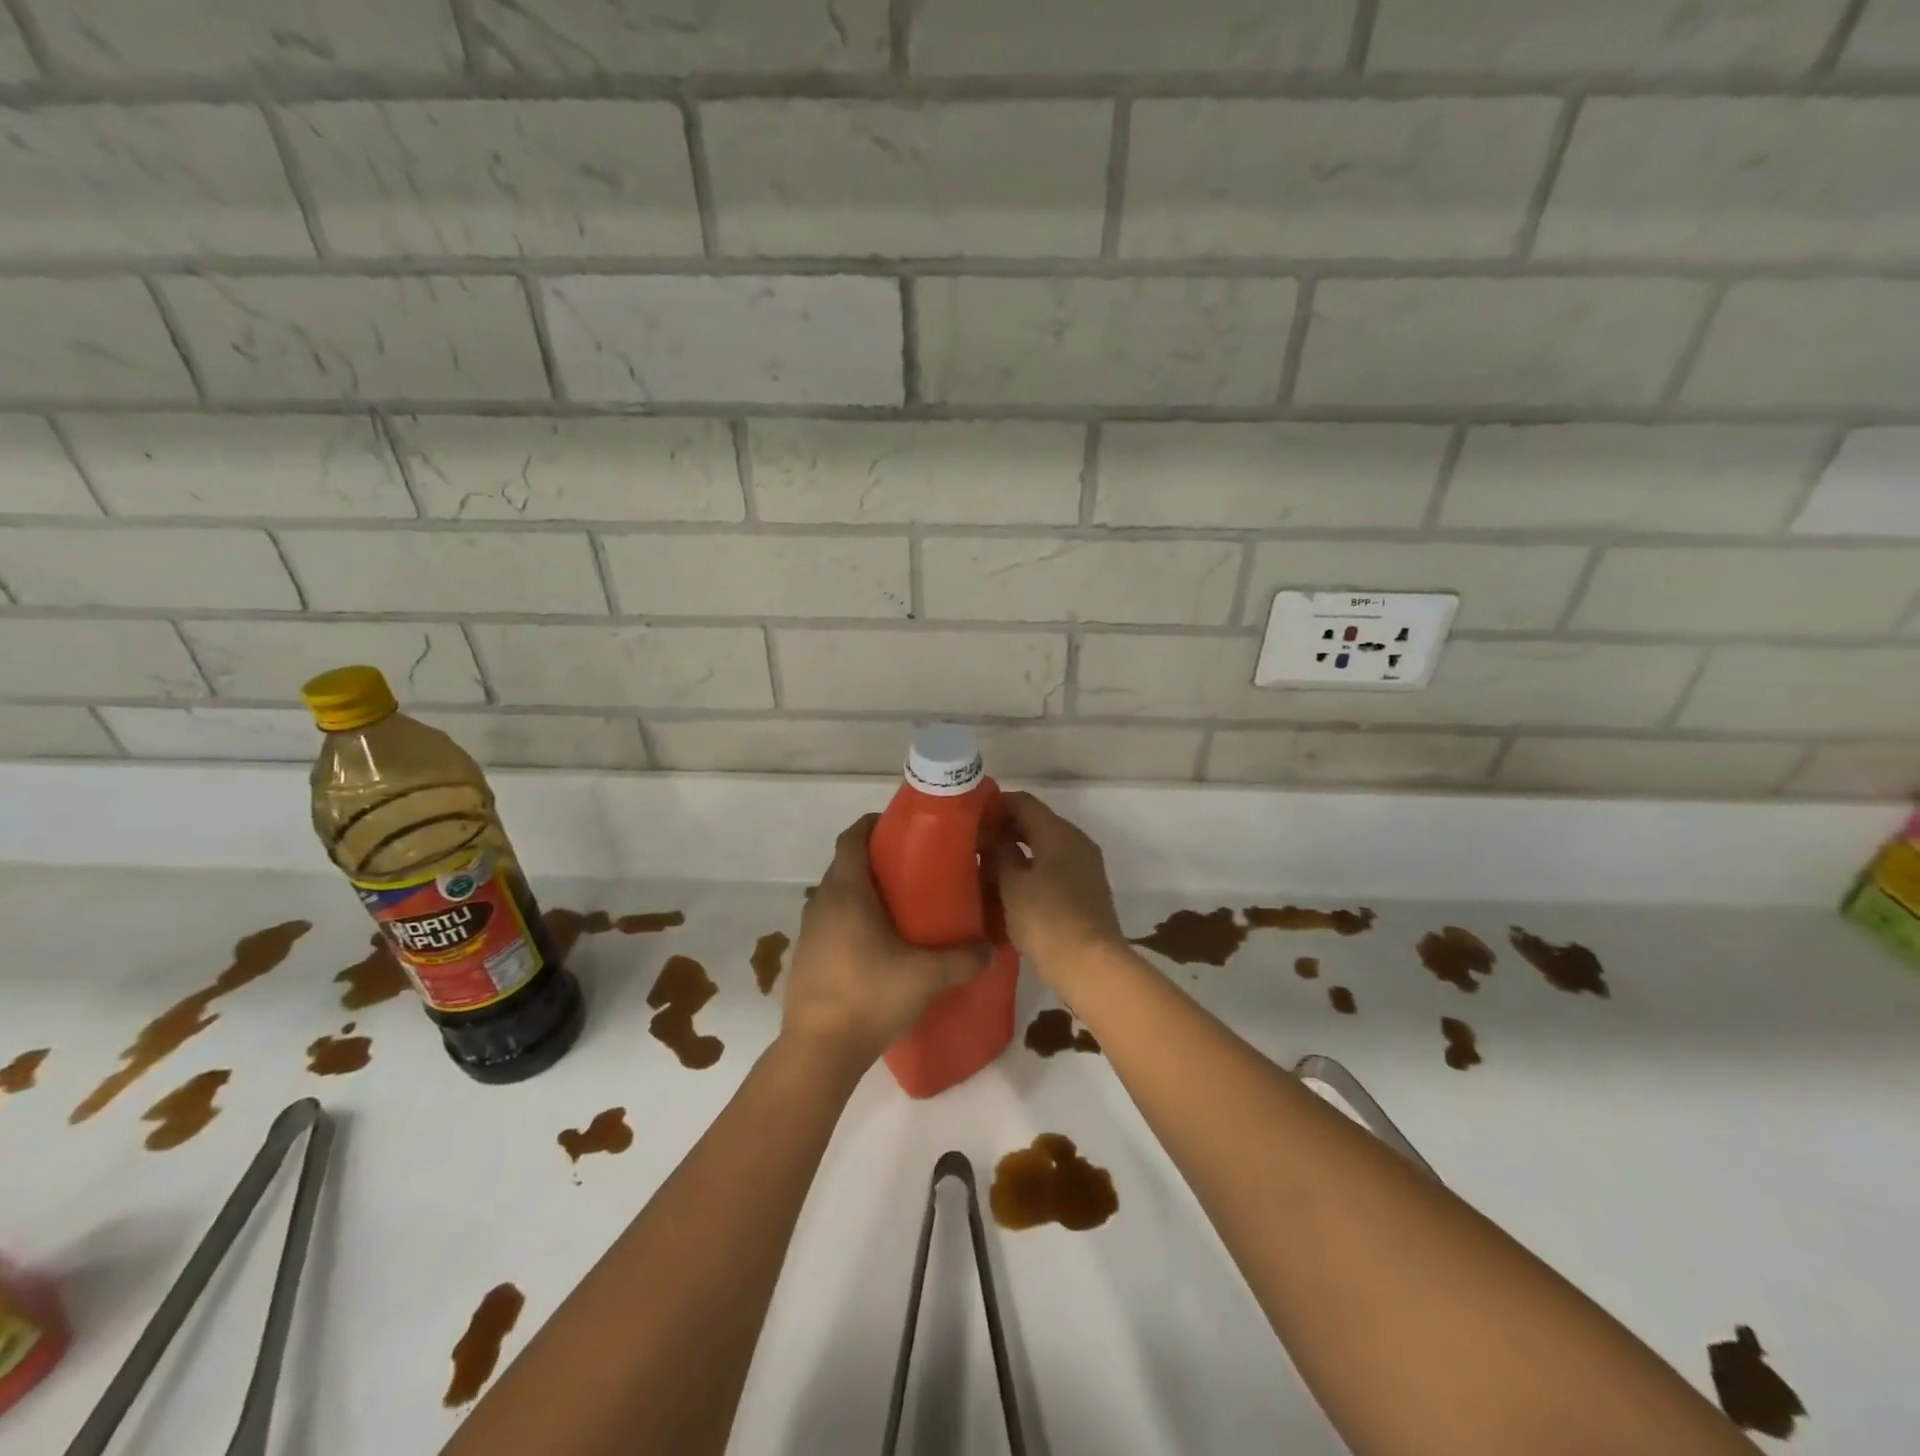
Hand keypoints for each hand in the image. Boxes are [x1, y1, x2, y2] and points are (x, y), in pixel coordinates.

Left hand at [781, 815, 989, 1070]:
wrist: (817, 1052)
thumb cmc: (869, 996)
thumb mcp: (926, 976)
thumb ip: (963, 958)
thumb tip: (992, 949)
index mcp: (846, 891)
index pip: (852, 837)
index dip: (874, 824)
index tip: (902, 827)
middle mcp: (822, 903)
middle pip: (847, 865)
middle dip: (878, 861)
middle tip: (916, 870)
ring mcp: (810, 932)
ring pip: (839, 897)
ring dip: (865, 894)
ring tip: (903, 909)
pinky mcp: (807, 958)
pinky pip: (833, 924)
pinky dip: (854, 922)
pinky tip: (880, 947)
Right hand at [989, 792, 1126, 993]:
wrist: (1091, 967)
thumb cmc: (1047, 920)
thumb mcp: (1013, 885)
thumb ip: (999, 853)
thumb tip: (990, 836)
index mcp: (1059, 833)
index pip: (1023, 802)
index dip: (994, 805)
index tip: (967, 818)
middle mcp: (1076, 843)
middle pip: (1035, 823)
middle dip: (1003, 830)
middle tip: (970, 844)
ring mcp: (1084, 868)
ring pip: (1043, 848)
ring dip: (1015, 852)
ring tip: (984, 866)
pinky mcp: (1084, 892)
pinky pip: (1052, 869)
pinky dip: (1030, 871)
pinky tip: (1007, 888)